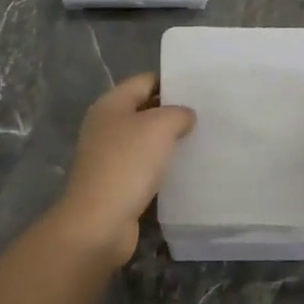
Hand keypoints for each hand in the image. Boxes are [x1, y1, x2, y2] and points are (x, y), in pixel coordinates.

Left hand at [50, 72, 195, 265]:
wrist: (99, 223)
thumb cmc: (128, 164)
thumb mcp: (160, 127)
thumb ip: (178, 113)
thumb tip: (184, 116)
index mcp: (111, 104)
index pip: (145, 81)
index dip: (171, 83)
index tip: (199, 91)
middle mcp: (106, 125)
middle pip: (144, 109)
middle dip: (172, 113)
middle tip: (205, 116)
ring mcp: (108, 155)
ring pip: (144, 139)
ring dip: (168, 142)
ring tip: (199, 142)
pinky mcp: (115, 182)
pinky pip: (143, 166)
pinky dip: (161, 166)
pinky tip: (183, 170)